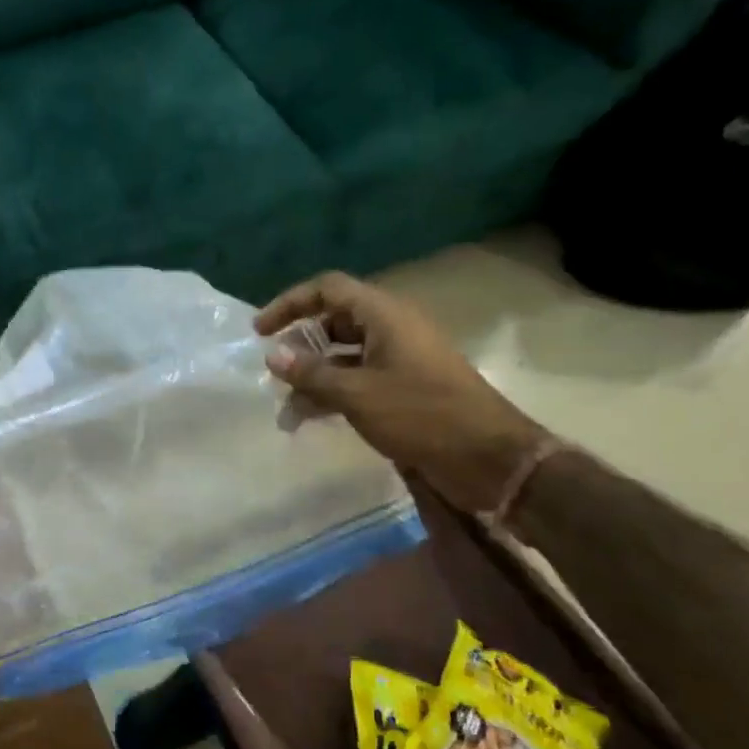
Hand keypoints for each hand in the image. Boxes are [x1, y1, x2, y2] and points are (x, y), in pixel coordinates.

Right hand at [255, 273, 547, 512]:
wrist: (488, 459)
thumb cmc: (421, 414)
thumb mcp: (357, 394)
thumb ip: (311, 374)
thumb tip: (272, 356)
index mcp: (385, 316)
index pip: (329, 289)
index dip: (291, 303)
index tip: (260, 331)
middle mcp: (392, 329)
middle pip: (334, 321)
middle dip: (300, 344)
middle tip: (274, 369)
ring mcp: (399, 360)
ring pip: (343, 355)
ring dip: (312, 376)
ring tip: (286, 407)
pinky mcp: (403, 388)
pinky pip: (357, 379)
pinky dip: (331, 392)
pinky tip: (309, 418)